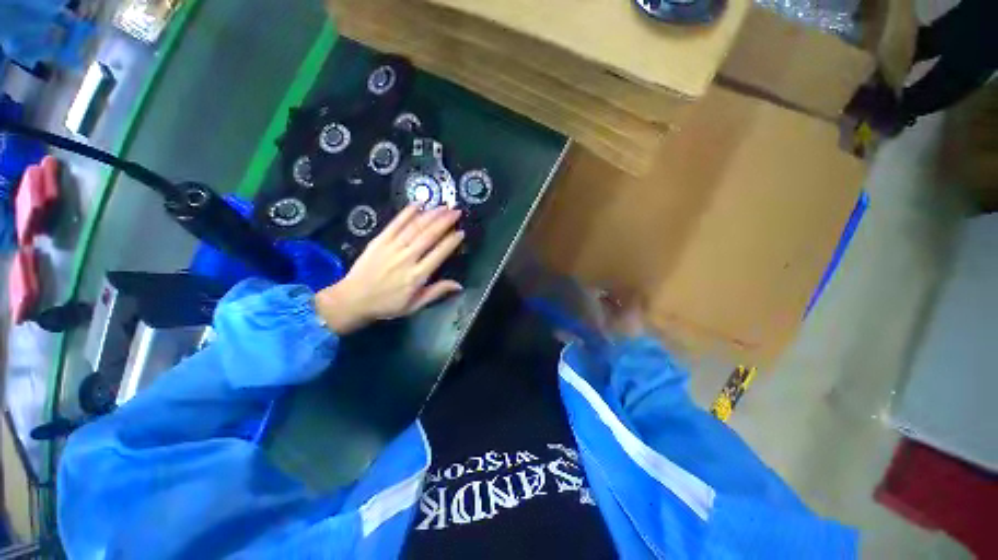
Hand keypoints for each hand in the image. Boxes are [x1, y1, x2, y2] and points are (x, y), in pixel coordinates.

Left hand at [315, 206, 464, 333]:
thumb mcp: (415, 305)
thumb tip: (459, 285)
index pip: (439, 254)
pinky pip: (395, 224)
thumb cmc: (387, 305)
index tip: (461, 232)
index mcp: (417, 276)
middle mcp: (407, 258)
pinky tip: (418, 204)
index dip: (451, 241)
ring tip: (443, 206)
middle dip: (444, 222)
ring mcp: (392, 247)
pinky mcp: (379, 241)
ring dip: (430, 215)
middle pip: (429, 236)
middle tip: (456, 211)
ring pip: (415, 227)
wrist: (352, 300)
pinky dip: (407, 213)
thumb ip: (437, 292)